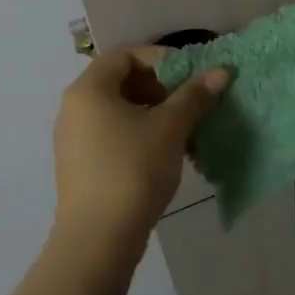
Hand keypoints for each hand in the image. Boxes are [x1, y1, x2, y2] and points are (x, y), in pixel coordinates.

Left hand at [52, 45, 231, 247]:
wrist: (98, 240)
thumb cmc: (133, 169)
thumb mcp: (170, 128)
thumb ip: (194, 96)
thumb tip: (221, 72)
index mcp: (89, 89)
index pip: (125, 54)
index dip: (160, 59)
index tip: (188, 77)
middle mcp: (74, 107)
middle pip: (120, 81)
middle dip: (159, 88)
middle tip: (186, 105)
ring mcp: (73, 138)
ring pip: (118, 111)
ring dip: (152, 114)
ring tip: (181, 134)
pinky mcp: (79, 166)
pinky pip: (110, 135)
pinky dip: (137, 135)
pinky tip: (163, 156)